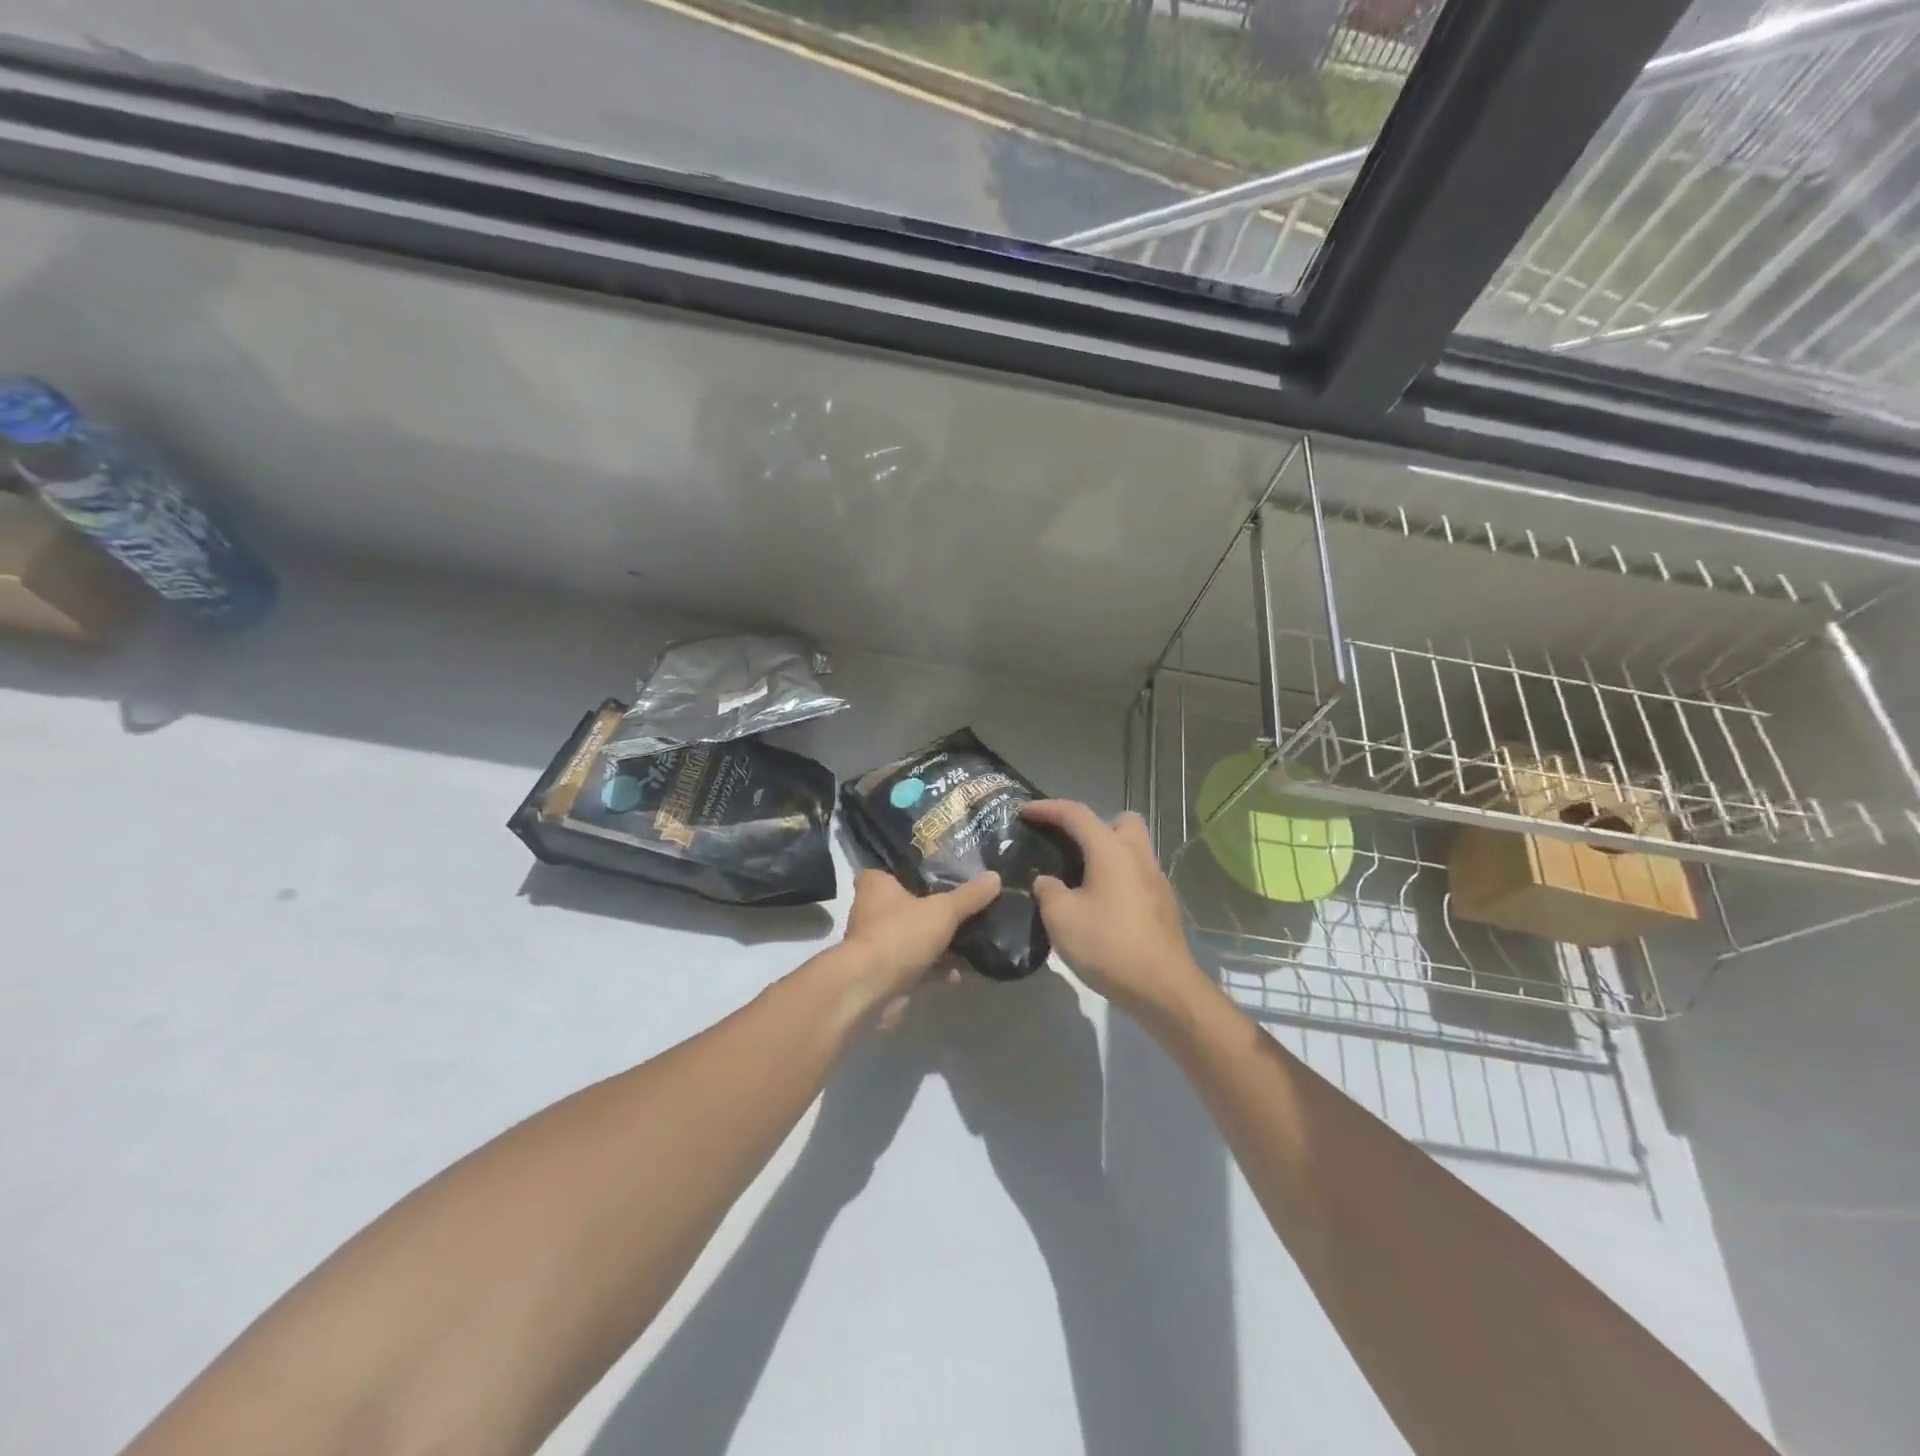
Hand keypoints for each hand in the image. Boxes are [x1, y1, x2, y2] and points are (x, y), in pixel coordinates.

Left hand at [832, 868, 1001, 1013]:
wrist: (870, 989)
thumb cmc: (900, 934)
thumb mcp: (943, 910)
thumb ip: (969, 896)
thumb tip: (995, 877)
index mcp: (876, 886)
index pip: (895, 871)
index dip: (917, 875)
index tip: (944, 879)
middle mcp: (870, 912)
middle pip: (908, 907)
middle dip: (934, 913)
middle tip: (966, 911)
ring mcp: (876, 945)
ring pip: (913, 939)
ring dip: (938, 945)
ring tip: (972, 943)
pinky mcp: (884, 974)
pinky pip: (916, 967)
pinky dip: (936, 970)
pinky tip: (963, 973)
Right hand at [1021, 801, 1206, 1019]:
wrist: (1162, 988)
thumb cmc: (1108, 945)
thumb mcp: (1061, 918)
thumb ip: (1048, 890)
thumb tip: (1046, 880)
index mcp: (1111, 850)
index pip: (1076, 814)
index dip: (1047, 809)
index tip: (1023, 811)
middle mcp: (1137, 856)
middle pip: (1119, 822)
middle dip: (1093, 826)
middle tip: (1069, 846)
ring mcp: (1155, 880)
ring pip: (1131, 848)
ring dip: (1106, 853)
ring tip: (1079, 878)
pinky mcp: (1162, 904)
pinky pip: (1136, 874)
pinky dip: (1116, 878)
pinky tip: (1099, 905)